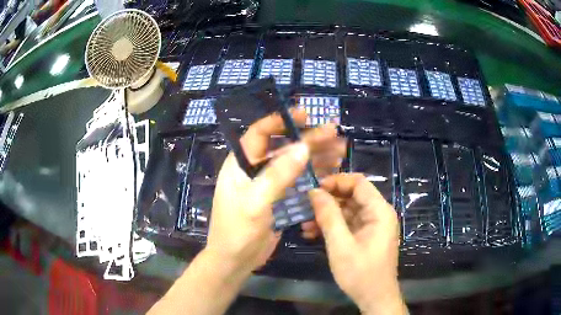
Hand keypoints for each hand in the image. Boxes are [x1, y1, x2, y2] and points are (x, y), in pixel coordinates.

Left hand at [205, 108, 344, 275]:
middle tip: (334, 132)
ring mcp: (269, 185)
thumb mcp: (255, 203)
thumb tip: (302, 147)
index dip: (281, 121)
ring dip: (316, 156)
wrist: (235, 261)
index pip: (260, 133)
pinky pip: (298, 181)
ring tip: (341, 149)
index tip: (305, 114)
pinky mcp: (279, 199)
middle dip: (308, 139)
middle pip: (283, 147)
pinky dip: (314, 175)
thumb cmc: (237, 231)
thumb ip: (278, 175)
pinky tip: (332, 170)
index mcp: (241, 164)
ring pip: (294, 164)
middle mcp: (255, 170)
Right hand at [305, 173, 405, 314]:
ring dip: (326, 215)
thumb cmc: (360, 272)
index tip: (314, 189)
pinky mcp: (365, 235)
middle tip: (304, 206)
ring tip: (304, 224)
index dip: (336, 181)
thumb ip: (328, 216)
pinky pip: (347, 223)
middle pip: (351, 195)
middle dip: (327, 200)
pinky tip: (312, 233)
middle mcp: (378, 214)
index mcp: (379, 211)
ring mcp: (372, 225)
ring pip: (347, 210)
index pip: (358, 182)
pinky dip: (331, 226)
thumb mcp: (340, 245)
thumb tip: (314, 191)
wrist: (374, 297)